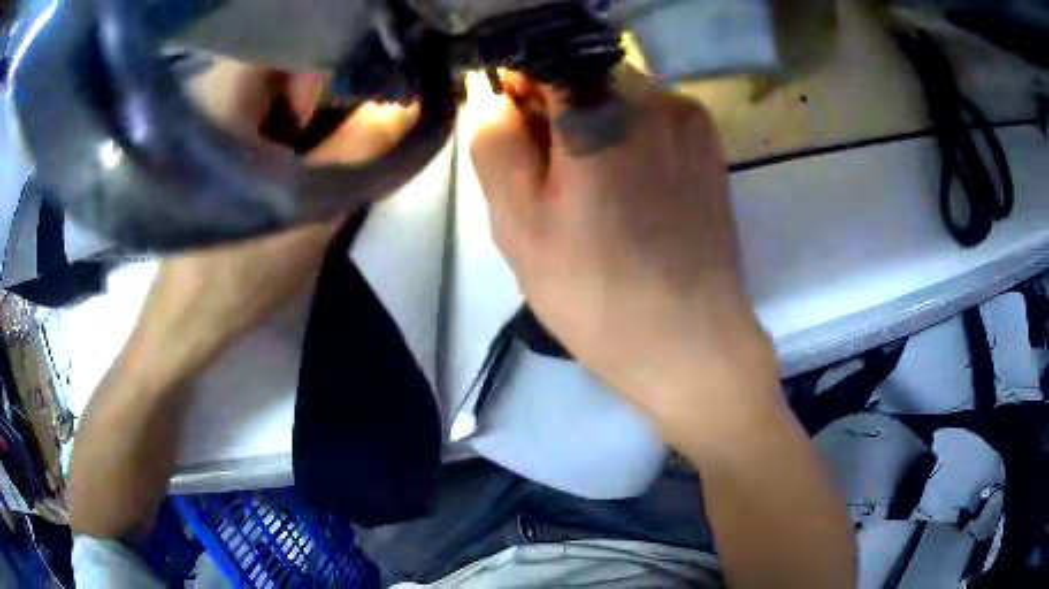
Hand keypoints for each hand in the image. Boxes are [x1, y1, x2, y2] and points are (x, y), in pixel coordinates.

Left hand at [140, 62, 418, 368]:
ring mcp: (209, 110)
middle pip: (296, 55)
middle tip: (365, 121)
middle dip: (337, 84)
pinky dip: (295, 122)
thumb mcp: (309, 210)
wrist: (185, 321)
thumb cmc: (235, 273)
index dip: (351, 54)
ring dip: (318, 106)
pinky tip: (307, 155)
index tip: (381, 88)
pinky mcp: (212, 135)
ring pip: (283, 81)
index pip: (305, 35)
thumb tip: (414, 101)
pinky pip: (267, 106)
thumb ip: (363, 148)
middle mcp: (213, 86)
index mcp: (225, 92)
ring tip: (338, 143)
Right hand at [470, 71, 777, 438]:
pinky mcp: (709, 146)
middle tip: (550, 178)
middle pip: (582, 73)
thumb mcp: (519, 224)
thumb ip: (495, 143)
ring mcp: (691, 120)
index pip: (541, 57)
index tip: (512, 132)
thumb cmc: (598, 295)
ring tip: (591, 193)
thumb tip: (493, 97)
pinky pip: (651, 119)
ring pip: (617, 96)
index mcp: (602, 110)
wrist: (692, 344)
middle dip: (554, 110)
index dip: (517, 88)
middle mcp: (656, 96)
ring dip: (591, 126)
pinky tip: (628, 194)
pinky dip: (626, 139)